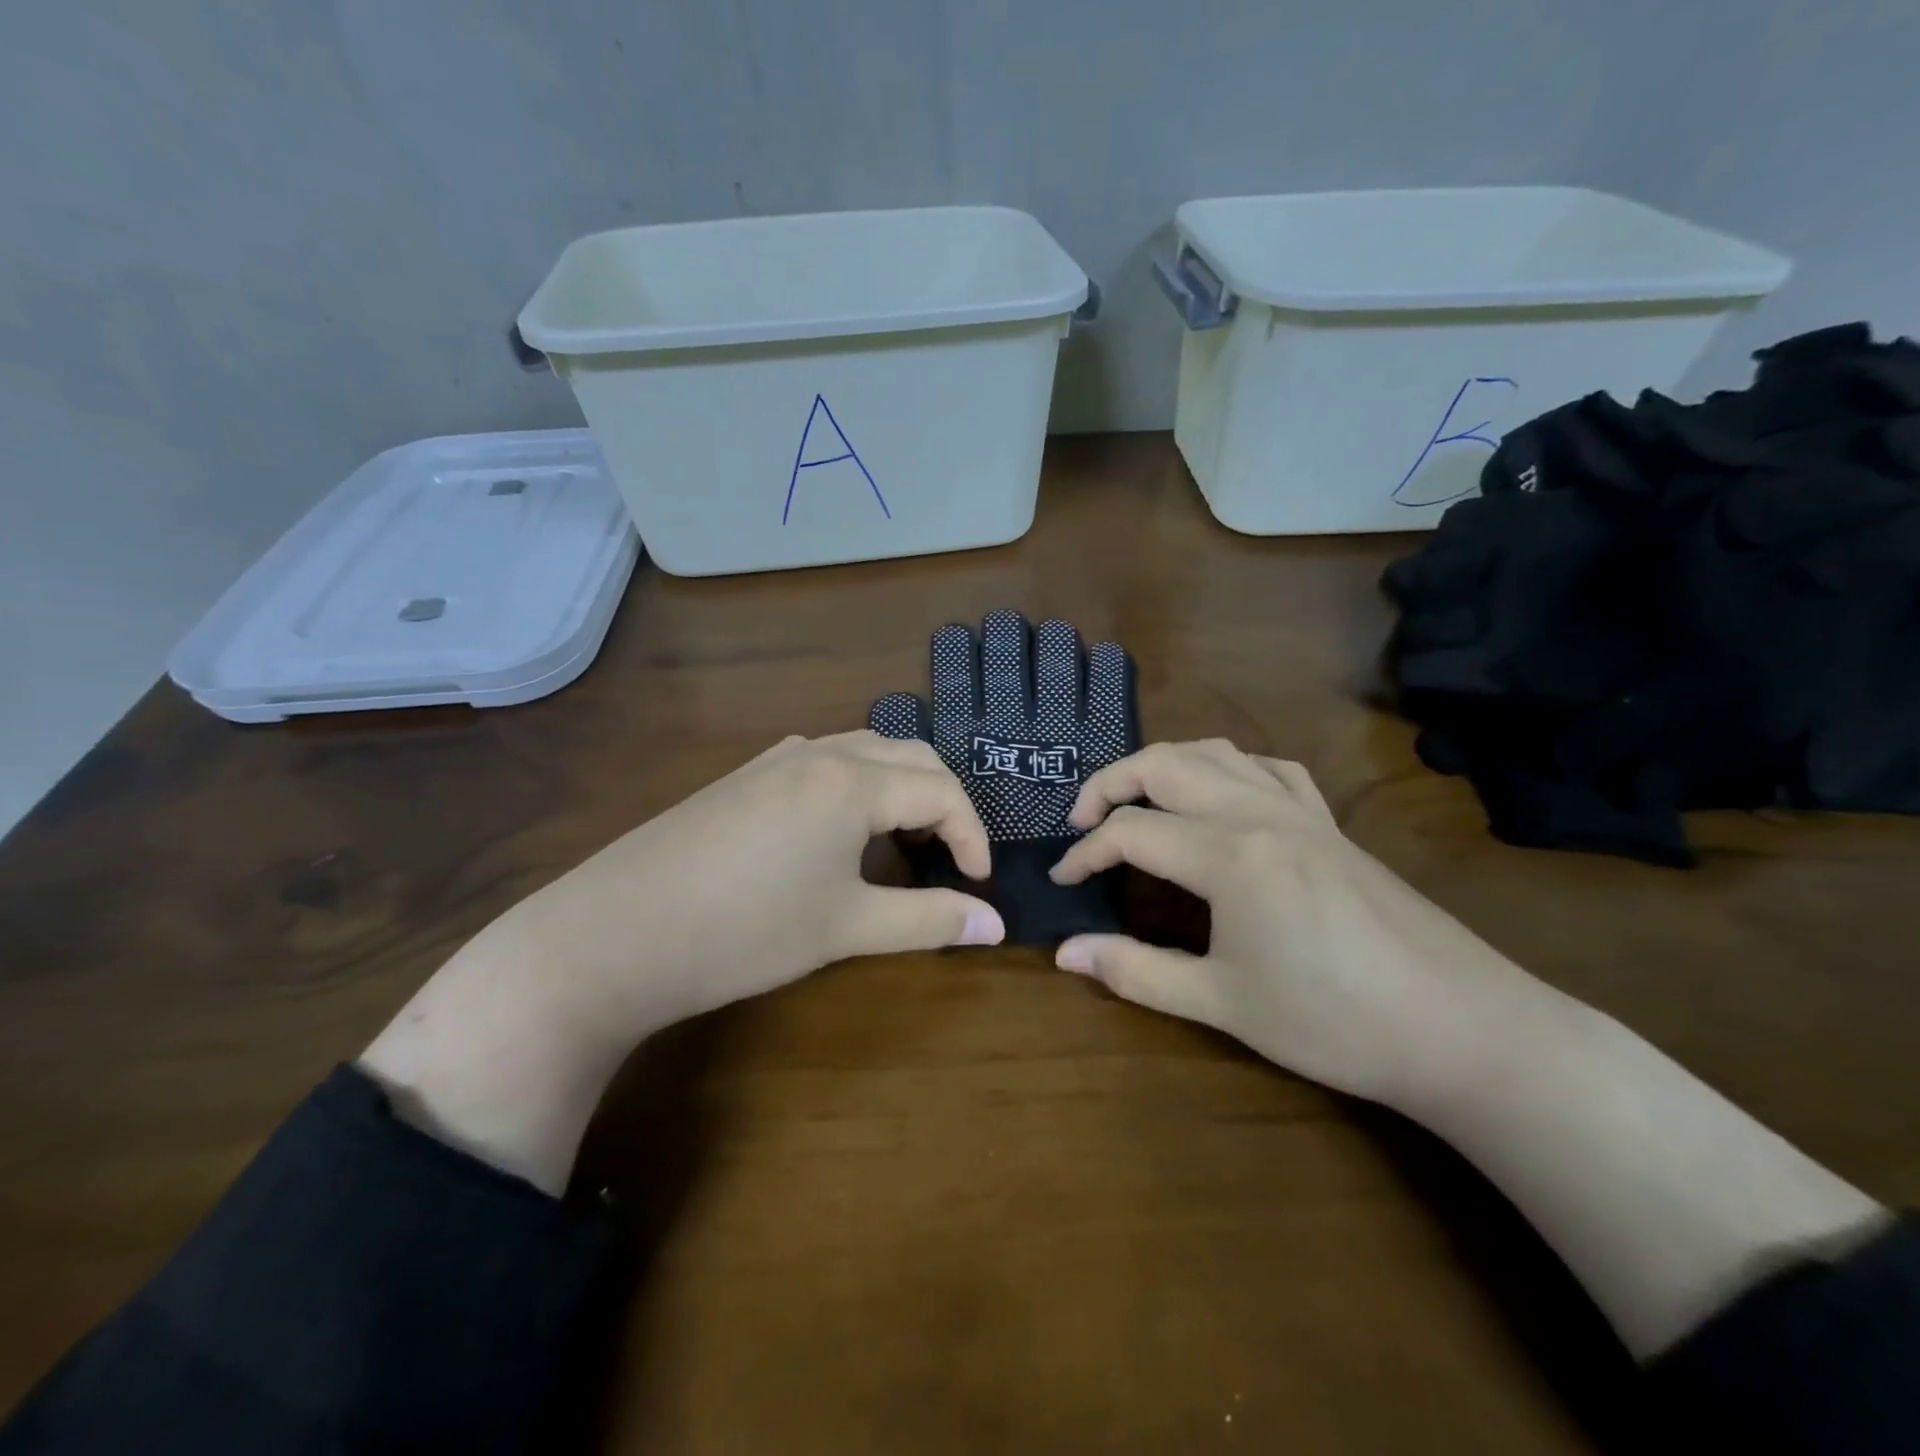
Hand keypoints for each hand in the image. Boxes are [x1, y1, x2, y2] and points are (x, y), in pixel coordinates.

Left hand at [506, 729, 1003, 1037]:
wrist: (613, 935)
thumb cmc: (745, 932)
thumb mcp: (846, 928)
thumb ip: (929, 921)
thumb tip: (997, 926)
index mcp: (852, 781)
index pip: (942, 790)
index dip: (972, 836)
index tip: (978, 884)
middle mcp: (818, 753)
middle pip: (910, 755)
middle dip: (944, 801)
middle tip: (951, 856)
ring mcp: (775, 759)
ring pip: (864, 751)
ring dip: (900, 786)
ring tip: (905, 840)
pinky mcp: (744, 776)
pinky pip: (823, 761)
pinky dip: (858, 785)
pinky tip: (840, 831)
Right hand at [1051, 741, 1887, 1357]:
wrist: (1461, 1028)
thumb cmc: (1333, 1021)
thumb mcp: (1223, 1002)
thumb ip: (1136, 970)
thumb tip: (1066, 953)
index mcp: (1228, 854)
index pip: (1130, 832)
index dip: (1084, 854)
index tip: (1062, 881)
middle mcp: (1258, 812)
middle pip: (1163, 765)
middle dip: (1109, 783)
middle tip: (1081, 821)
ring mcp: (1300, 811)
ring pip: (1215, 753)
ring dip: (1162, 764)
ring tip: (1137, 798)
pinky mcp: (1330, 824)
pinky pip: (1269, 769)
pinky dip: (1228, 768)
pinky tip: (1223, 795)